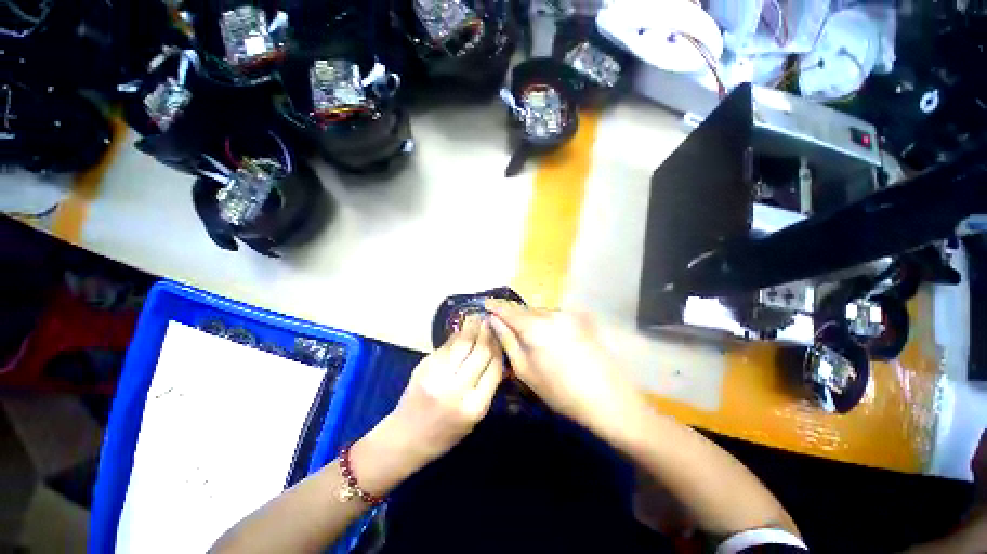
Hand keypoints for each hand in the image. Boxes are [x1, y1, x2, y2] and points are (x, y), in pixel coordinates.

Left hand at [382, 315, 504, 466]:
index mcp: (474, 406)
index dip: (499, 348)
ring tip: (477, 318)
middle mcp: (456, 389)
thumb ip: (485, 386)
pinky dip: (456, 337)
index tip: (501, 335)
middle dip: (487, 333)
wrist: (406, 438)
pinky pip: (446, 346)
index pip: (494, 367)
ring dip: (472, 328)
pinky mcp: (423, 367)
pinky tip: (461, 331)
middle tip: (490, 320)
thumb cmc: (445, 433)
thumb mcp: (474, 418)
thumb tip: (495, 354)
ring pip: (462, 343)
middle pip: (480, 351)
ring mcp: (437, 375)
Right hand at [485, 300, 644, 439]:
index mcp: (535, 326)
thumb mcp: (526, 370)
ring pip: (540, 312)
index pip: (508, 310)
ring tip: (524, 333)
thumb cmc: (560, 391)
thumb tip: (494, 321)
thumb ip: (507, 341)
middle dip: (512, 314)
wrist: (608, 400)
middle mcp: (552, 313)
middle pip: (525, 309)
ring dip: (529, 318)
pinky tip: (546, 337)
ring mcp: (568, 315)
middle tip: (502, 323)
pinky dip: (544, 322)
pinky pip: (554, 316)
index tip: (484, 304)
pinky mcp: (581, 320)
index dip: (495, 306)